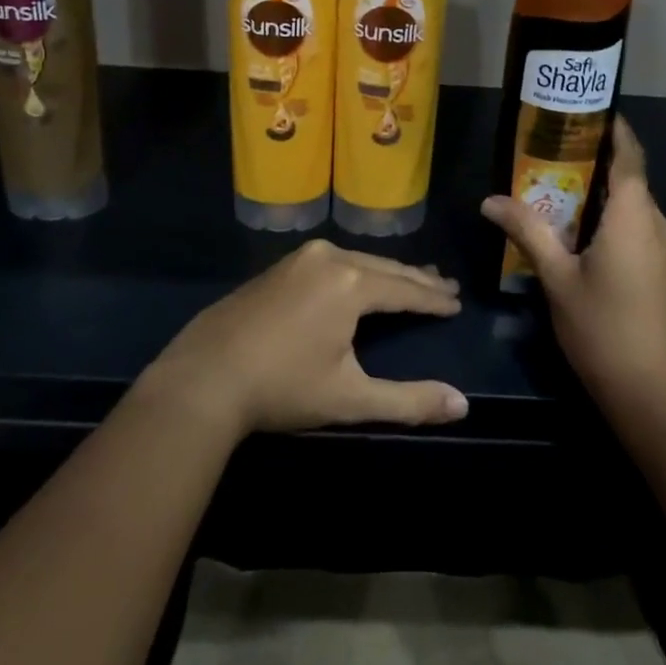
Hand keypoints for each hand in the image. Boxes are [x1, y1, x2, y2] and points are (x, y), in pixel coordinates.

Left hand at [140, 240, 467, 435]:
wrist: (202, 378)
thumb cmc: (282, 388)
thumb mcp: (350, 399)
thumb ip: (409, 401)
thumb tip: (462, 406)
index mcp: (351, 283)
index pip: (405, 290)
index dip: (433, 299)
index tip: (456, 303)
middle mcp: (329, 258)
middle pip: (384, 267)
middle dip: (416, 279)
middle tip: (444, 285)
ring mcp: (299, 258)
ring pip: (357, 260)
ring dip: (386, 271)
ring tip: (411, 279)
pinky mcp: (279, 266)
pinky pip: (332, 261)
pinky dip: (357, 270)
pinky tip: (360, 278)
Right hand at [481, 117, 665, 407]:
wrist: (651, 392)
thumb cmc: (602, 327)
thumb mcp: (557, 277)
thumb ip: (527, 231)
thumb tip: (490, 199)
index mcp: (634, 216)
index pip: (629, 155)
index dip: (612, 128)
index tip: (583, 110)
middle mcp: (657, 224)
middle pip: (629, 177)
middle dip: (593, 160)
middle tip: (549, 149)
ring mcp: (664, 249)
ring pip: (632, 205)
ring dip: (598, 192)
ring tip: (554, 187)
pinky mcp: (662, 270)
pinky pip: (635, 227)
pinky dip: (609, 218)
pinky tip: (576, 231)